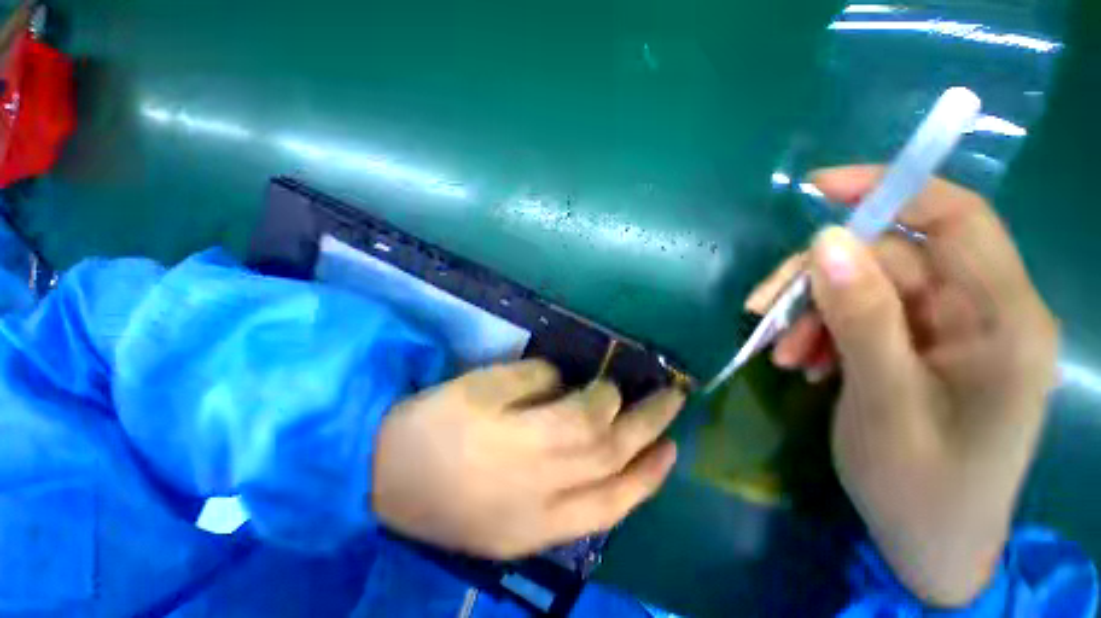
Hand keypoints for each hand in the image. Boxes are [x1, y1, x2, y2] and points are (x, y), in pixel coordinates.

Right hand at [372, 360, 683, 559]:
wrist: (385, 481)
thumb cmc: (432, 422)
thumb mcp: (477, 384)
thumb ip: (531, 379)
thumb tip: (570, 384)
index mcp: (514, 443)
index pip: (585, 421)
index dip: (607, 397)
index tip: (613, 382)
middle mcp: (533, 488)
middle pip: (607, 455)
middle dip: (646, 423)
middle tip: (674, 399)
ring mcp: (534, 523)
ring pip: (609, 500)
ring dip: (647, 471)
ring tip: (672, 446)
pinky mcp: (528, 541)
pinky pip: (589, 523)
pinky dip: (622, 500)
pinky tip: (637, 481)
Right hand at [747, 166, 1058, 605]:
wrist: (929, 545)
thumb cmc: (920, 486)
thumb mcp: (884, 400)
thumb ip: (862, 316)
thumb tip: (825, 241)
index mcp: (1001, 321)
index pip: (955, 219)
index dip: (890, 190)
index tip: (818, 188)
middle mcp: (980, 313)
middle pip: (890, 261)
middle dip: (819, 282)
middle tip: (763, 315)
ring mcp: (949, 332)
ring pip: (866, 290)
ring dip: (814, 314)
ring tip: (782, 355)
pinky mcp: (920, 349)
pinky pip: (863, 319)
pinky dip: (824, 334)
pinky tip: (805, 364)